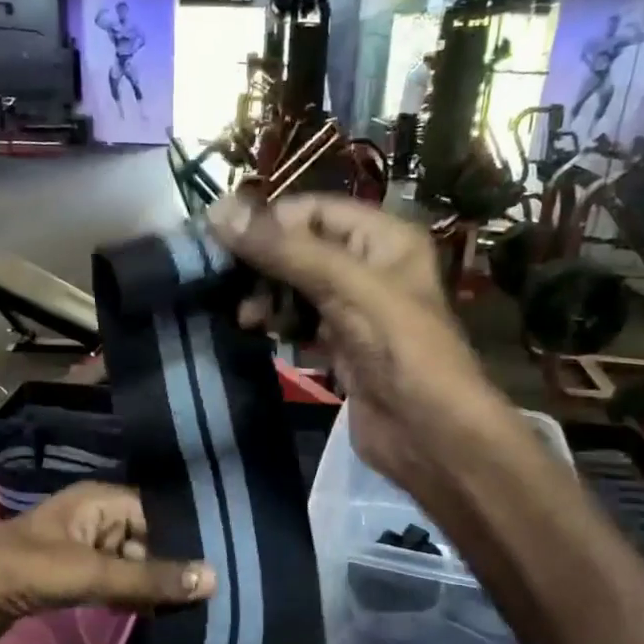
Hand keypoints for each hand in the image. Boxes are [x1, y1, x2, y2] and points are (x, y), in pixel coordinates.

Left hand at [0, 483, 213, 643]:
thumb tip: (214, 578)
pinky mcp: (66, 580)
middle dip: (173, 562)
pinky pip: (110, 584)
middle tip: (214, 592)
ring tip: (195, 607)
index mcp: (96, 500)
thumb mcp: (90, 571)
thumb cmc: (21, 572)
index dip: (187, 533)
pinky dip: (129, 597)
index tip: (225, 559)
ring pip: (128, 563)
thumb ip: (148, 577)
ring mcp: (78, 551)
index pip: (156, 509)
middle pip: (145, 536)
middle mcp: (91, 519)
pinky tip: (156, 615)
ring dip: (152, 583)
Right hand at [207, 192, 508, 494]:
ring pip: (297, 287)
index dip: (268, 221)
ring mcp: (355, 309)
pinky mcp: (341, 347)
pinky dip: (277, 322)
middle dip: (263, 262)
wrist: (427, 432)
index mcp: (384, 238)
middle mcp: (370, 266)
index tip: (219, 239)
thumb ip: (283, 250)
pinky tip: (255, 330)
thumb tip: (216, 212)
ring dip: (266, 295)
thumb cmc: (397, 347)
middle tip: (224, 281)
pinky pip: (300, 321)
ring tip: (242, 315)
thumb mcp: (343, 285)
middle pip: (302, 248)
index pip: (314, 211)